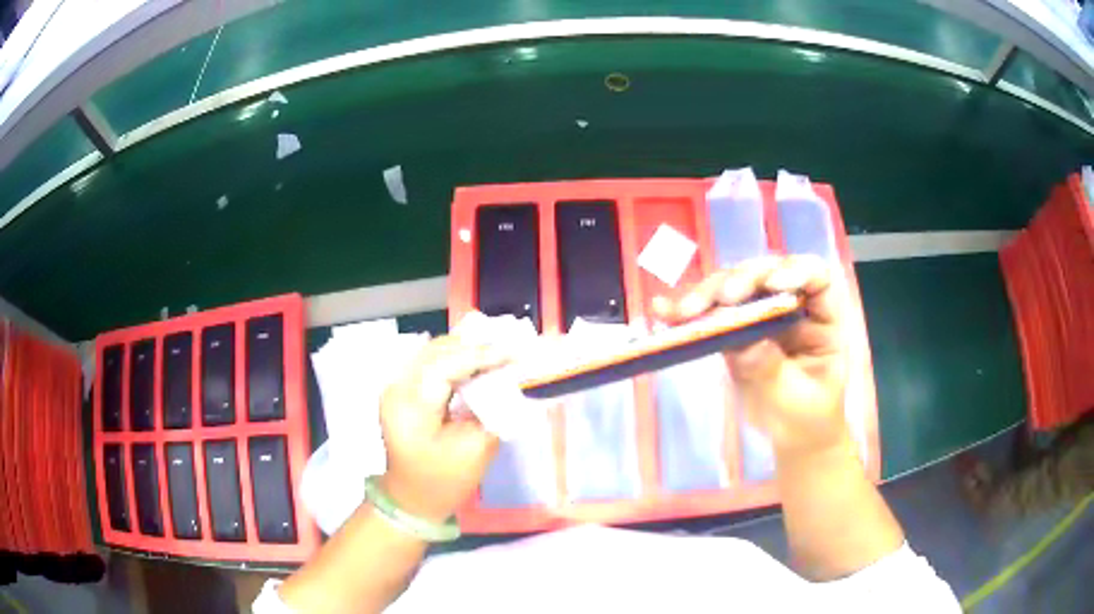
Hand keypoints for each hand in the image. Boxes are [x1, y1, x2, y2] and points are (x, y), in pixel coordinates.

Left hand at [378, 336, 507, 522]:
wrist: (411, 498)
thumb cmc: (444, 481)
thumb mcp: (476, 449)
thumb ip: (493, 410)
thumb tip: (509, 380)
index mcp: (410, 406)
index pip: (446, 366)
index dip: (482, 355)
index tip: (515, 352)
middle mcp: (397, 387)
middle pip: (437, 350)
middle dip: (475, 346)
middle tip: (511, 348)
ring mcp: (396, 386)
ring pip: (433, 351)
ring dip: (465, 349)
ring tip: (499, 352)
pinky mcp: (402, 389)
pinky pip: (430, 362)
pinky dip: (455, 358)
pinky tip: (477, 363)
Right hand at [653, 256, 849, 457]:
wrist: (792, 437)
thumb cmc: (807, 417)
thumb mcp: (796, 399)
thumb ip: (772, 370)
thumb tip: (742, 343)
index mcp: (823, 317)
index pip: (816, 278)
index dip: (796, 271)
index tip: (771, 285)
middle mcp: (793, 306)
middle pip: (768, 274)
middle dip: (742, 280)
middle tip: (721, 300)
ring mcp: (762, 314)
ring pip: (736, 286)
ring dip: (708, 294)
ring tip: (683, 311)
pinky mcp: (735, 328)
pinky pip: (713, 313)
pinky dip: (689, 312)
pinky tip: (665, 310)